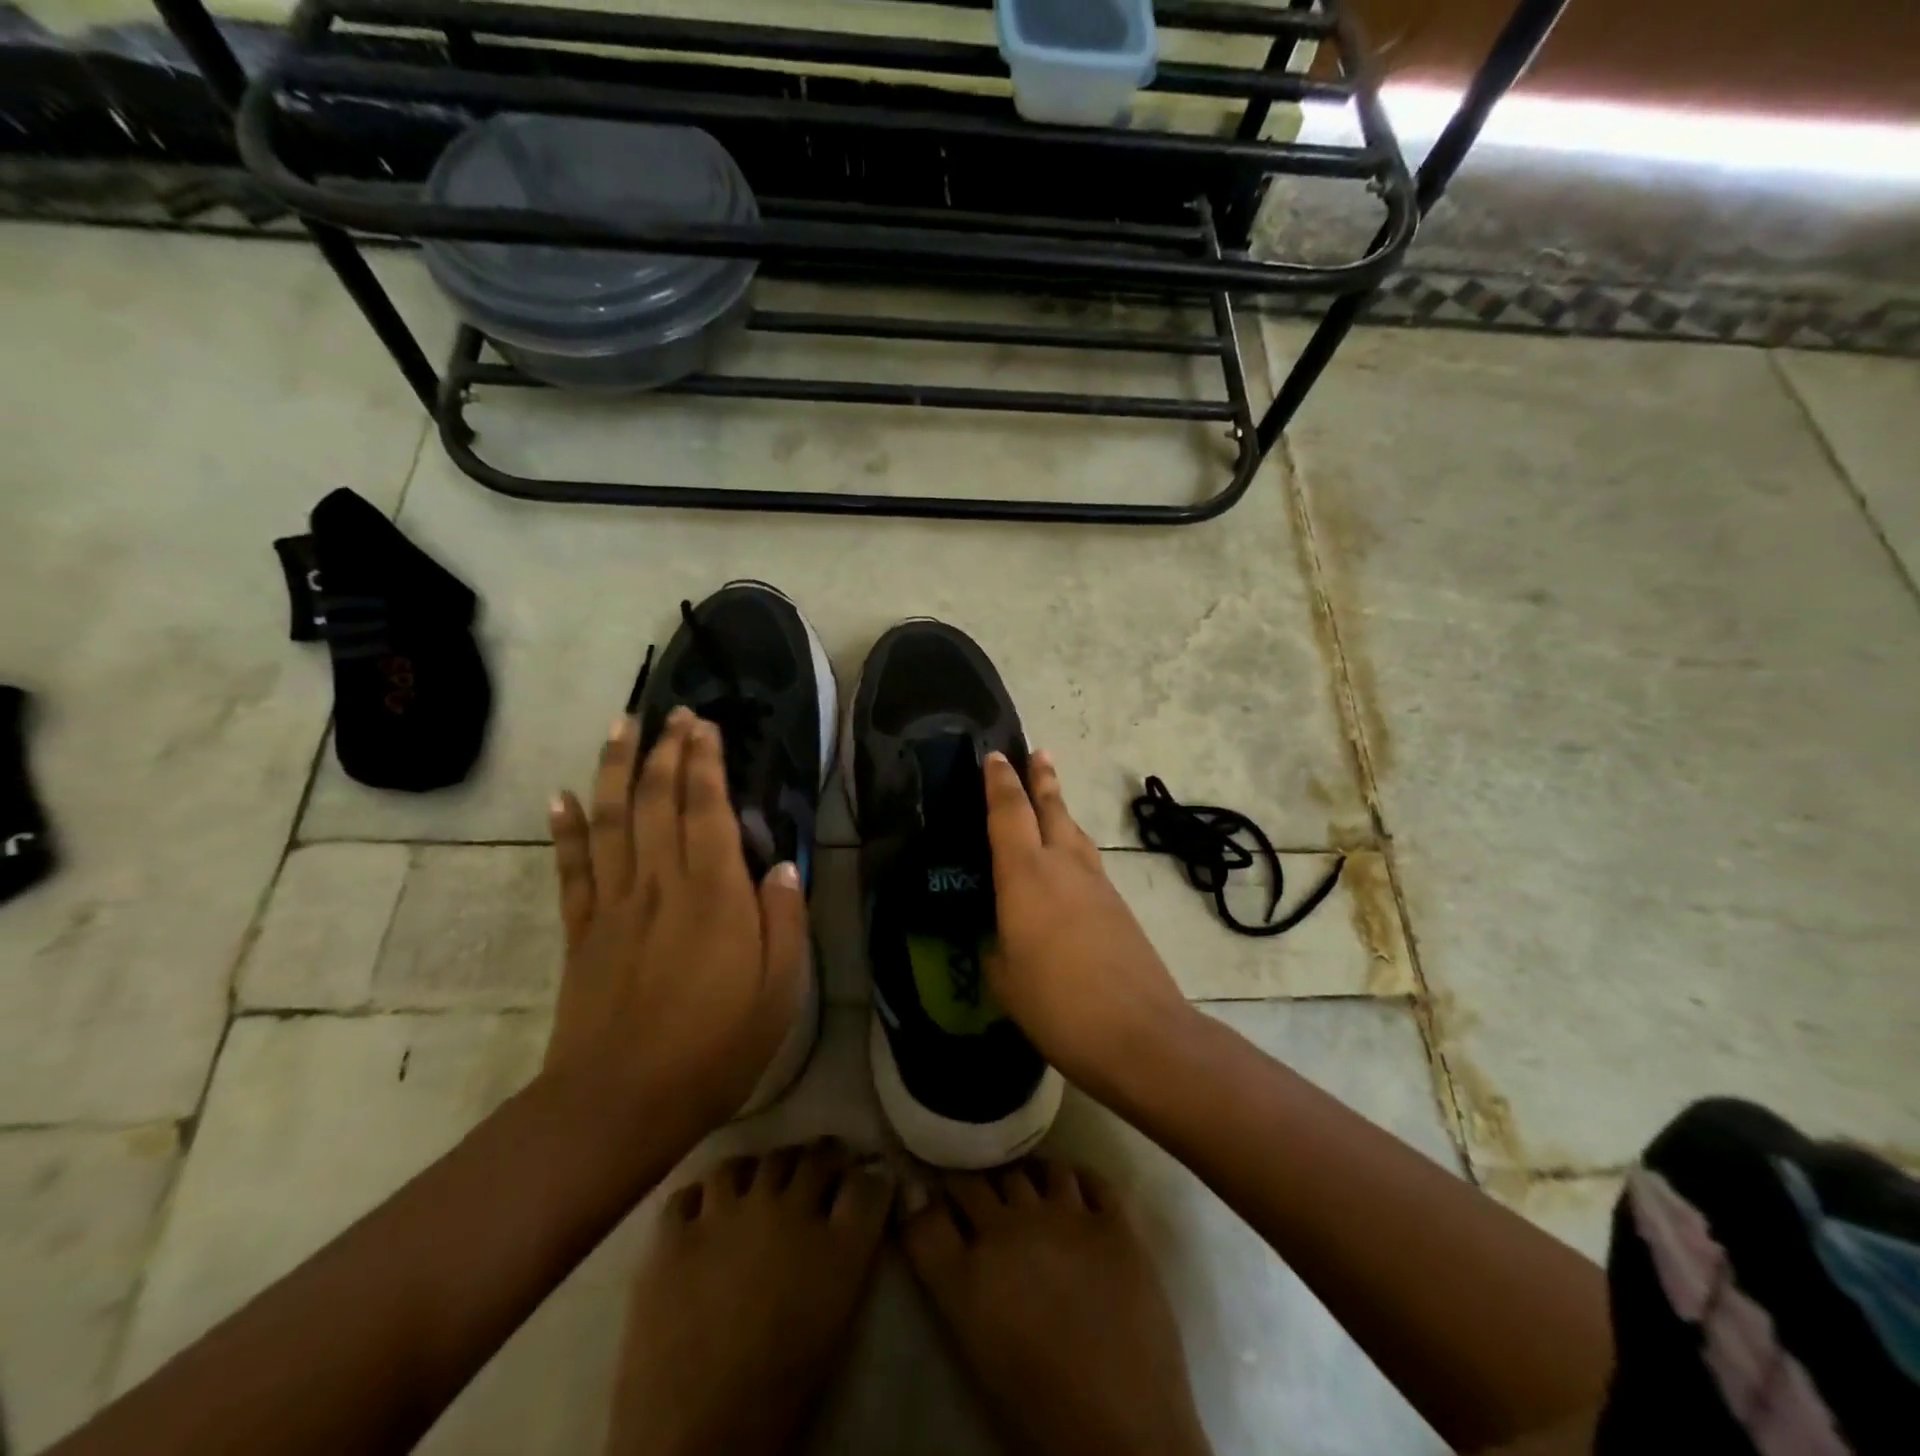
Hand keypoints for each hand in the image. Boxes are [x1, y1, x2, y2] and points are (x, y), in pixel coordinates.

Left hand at [543, 708, 808, 1131]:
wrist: (620, 1104)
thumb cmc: (715, 1048)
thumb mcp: (780, 990)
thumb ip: (785, 920)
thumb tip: (781, 866)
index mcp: (714, 895)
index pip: (706, 809)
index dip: (704, 762)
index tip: (703, 725)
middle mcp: (660, 884)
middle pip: (657, 801)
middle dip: (664, 750)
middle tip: (671, 713)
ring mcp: (613, 905)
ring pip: (611, 820)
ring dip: (615, 768)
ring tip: (620, 726)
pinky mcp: (582, 931)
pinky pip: (571, 867)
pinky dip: (565, 827)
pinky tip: (561, 795)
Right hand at [983, 750, 1192, 1095]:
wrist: (1140, 1033)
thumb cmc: (1057, 1004)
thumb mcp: (1005, 980)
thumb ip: (998, 949)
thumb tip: (1002, 940)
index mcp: (1025, 875)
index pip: (1008, 813)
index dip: (999, 782)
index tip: (996, 756)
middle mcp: (1063, 866)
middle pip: (1052, 808)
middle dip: (1042, 778)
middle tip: (1037, 751)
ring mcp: (1097, 884)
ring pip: (1075, 832)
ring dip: (1061, 810)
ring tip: (1051, 798)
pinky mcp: (1119, 906)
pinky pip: (1089, 862)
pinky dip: (1074, 848)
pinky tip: (1068, 866)